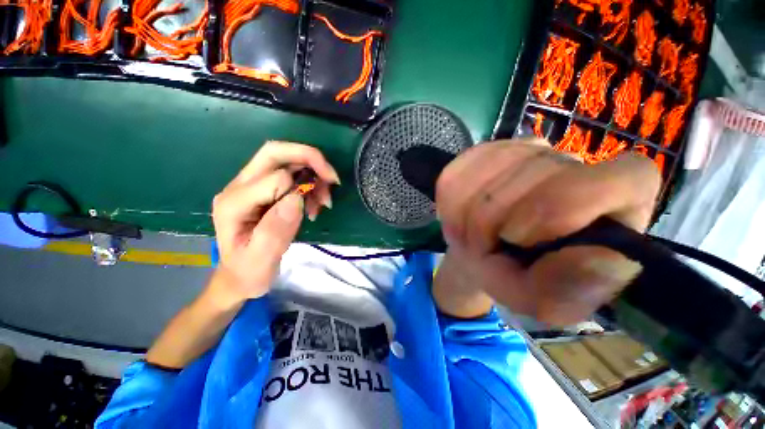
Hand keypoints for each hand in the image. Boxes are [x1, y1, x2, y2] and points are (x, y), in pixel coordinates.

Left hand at [211, 141, 339, 302]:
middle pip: (274, 153)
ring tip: (324, 201)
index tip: (317, 208)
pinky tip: (315, 204)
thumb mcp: (261, 260)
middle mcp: (239, 186)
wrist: (239, 276)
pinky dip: (310, 182)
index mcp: (234, 203)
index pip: (275, 178)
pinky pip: (291, 172)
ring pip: (286, 160)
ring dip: (313, 174)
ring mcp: (250, 185)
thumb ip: (275, 231)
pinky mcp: (263, 189)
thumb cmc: (249, 271)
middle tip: (332, 179)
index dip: (301, 189)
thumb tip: (297, 198)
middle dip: (310, 159)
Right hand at [435, 139, 660, 324]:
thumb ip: (568, 292)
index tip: (519, 237)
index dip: (565, 204)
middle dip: (492, 224)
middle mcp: (575, 165)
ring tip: (472, 237)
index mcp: (615, 204)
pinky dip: (450, 206)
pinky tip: (460, 219)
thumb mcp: (541, 300)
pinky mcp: (483, 152)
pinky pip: (457, 174)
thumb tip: (596, 260)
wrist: (480, 254)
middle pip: (533, 175)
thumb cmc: (517, 277)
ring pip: (487, 172)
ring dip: (467, 217)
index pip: (625, 177)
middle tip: (484, 250)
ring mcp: (524, 151)